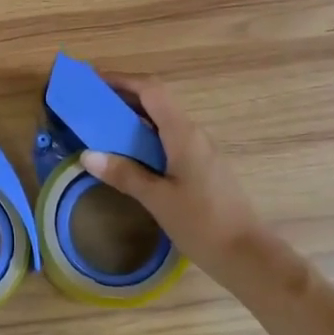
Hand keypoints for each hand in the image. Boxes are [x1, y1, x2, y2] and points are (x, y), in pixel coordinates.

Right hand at [80, 76, 291, 295]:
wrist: (246, 254)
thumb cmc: (201, 223)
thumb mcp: (157, 199)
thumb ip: (123, 174)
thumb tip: (87, 155)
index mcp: (183, 133)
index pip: (151, 90)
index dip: (122, 80)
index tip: (93, 80)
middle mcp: (193, 134)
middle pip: (156, 101)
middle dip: (123, 97)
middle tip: (90, 104)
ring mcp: (200, 150)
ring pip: (162, 121)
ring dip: (133, 118)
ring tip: (102, 127)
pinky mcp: (202, 166)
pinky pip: (169, 139)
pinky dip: (145, 137)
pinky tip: (128, 155)